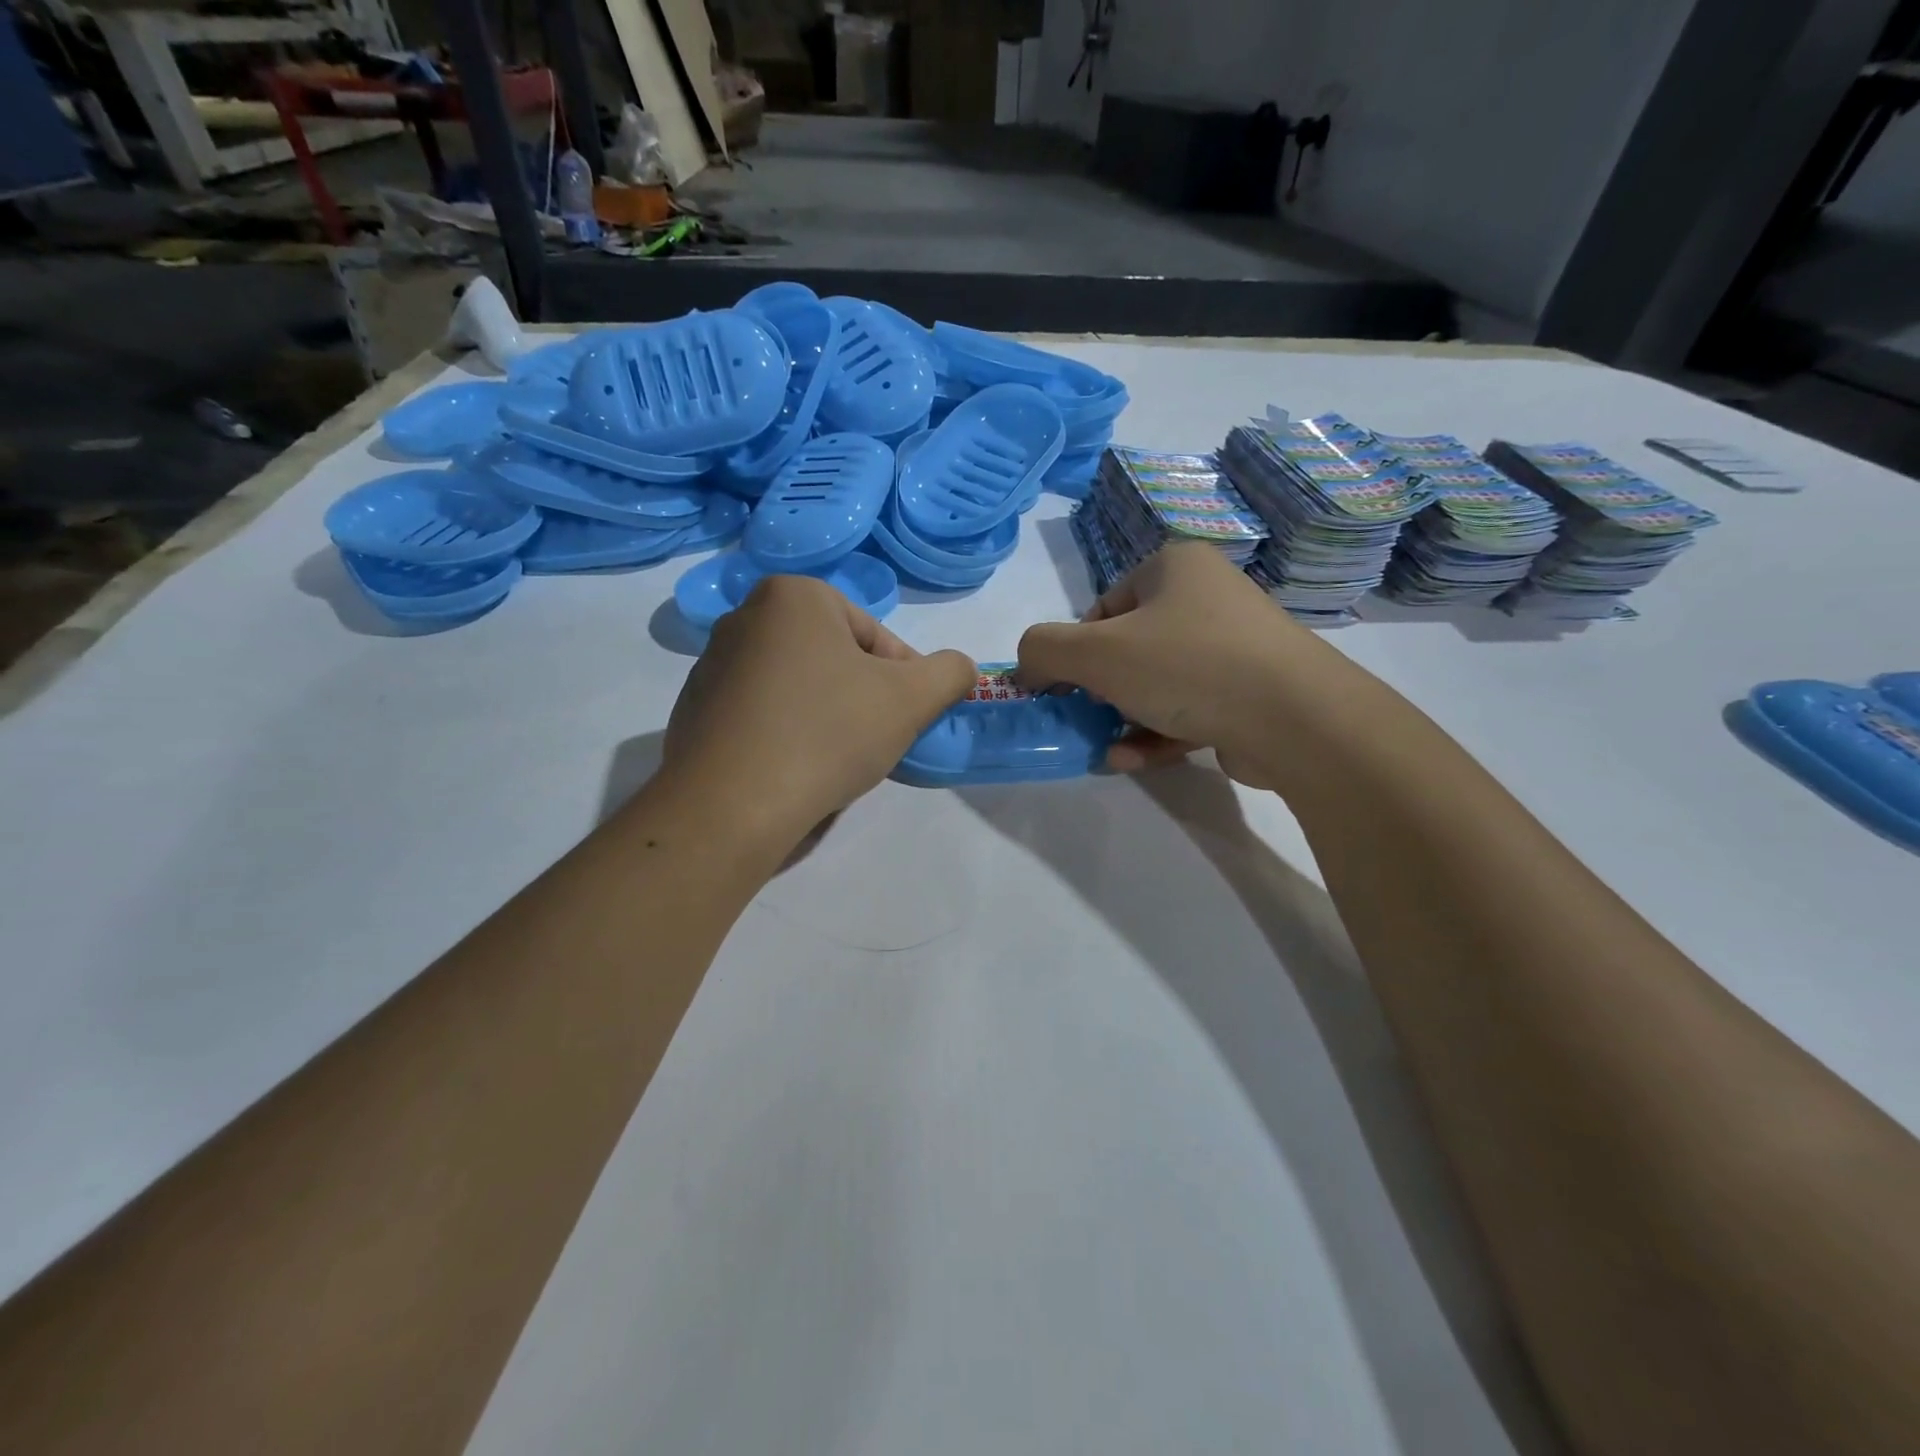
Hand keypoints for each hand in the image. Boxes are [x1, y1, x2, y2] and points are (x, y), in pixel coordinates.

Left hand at [663, 575, 974, 849]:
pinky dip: (785, 735)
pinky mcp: (694, 711)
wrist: (730, 807)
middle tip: (873, 741)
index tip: (907, 720)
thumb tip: (960, 669)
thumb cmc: (827, 734)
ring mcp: (711, 666)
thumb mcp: (911, 699)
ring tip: (834, 761)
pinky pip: (760, 715)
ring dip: (825, 716)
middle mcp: (743, 617)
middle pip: (833, 658)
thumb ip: (950, 673)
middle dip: (861, 696)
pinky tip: (793, 771)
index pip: (874, 636)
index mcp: (793, 596)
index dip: (903, 680)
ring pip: (797, 687)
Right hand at [1017, 541, 1317, 784]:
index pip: (1103, 608)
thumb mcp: (1095, 653)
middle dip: (1100, 691)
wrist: (1296, 718)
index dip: (1076, 651)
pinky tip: (1130, 760)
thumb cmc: (1187, 666)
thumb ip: (1043, 651)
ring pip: (1158, 683)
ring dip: (1123, 719)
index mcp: (1174, 568)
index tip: (1067, 688)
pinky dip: (1157, 734)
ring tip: (1104, 749)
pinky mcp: (1252, 692)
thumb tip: (1029, 668)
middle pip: (1130, 647)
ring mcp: (1236, 647)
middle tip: (1085, 718)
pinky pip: (1189, 708)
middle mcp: (1208, 597)